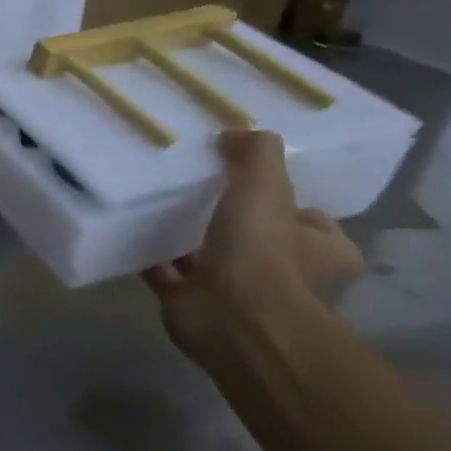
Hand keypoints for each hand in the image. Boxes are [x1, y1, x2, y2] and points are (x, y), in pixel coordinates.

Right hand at [144, 129, 363, 359]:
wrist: (232, 318)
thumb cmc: (263, 253)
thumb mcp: (267, 188)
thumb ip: (257, 155)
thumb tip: (237, 132)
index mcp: (320, 251)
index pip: (309, 220)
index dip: (285, 201)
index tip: (249, 178)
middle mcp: (283, 273)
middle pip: (255, 237)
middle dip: (228, 218)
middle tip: (195, 186)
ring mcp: (236, 291)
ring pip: (209, 255)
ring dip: (186, 238)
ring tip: (155, 203)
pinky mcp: (192, 302)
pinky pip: (167, 273)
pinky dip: (152, 258)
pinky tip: (130, 232)